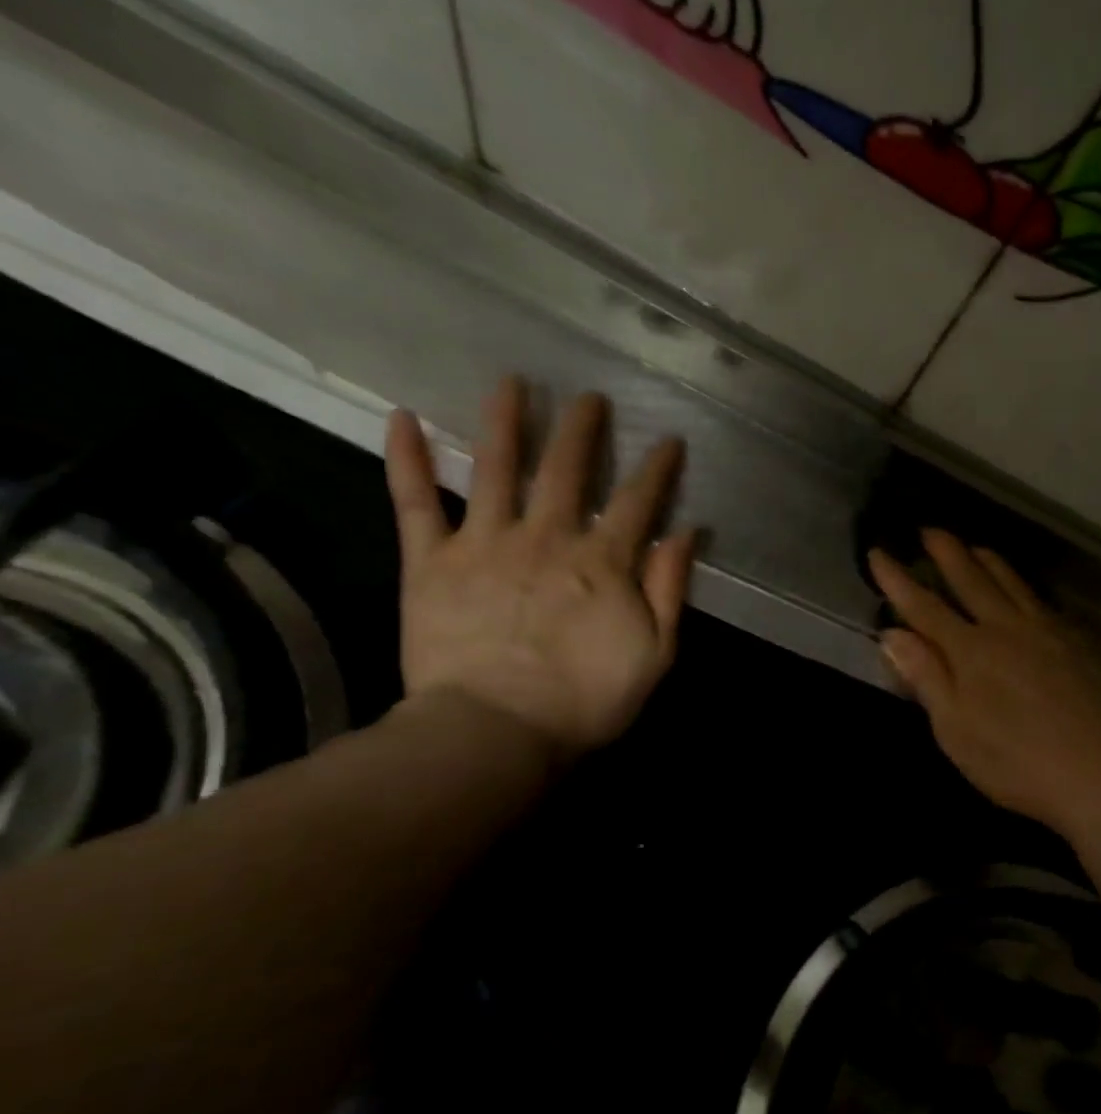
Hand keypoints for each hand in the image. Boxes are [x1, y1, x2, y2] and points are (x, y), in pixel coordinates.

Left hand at [384, 378, 697, 766]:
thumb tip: (684, 533)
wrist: (494, 731)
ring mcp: (485, 544)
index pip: (639, 502)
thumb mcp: (655, 653)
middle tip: (590, 398)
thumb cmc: (585, 700)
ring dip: (506, 423)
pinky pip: (415, 502)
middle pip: (568, 471)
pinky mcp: (431, 561)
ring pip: (496, 469)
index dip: (658, 468)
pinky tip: (403, 418)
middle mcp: (547, 538)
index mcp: (604, 562)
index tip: (668, 439)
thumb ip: (670, 590)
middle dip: (583, 430)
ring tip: (513, 383)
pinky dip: (408, 459)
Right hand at [870, 531, 1100, 837]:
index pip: (924, 607)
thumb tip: (892, 633)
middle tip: (929, 529)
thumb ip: (926, 677)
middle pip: (971, 580)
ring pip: (1011, 583)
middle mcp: (1006, 628)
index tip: (878, 553)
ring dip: (987, 560)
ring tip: (974, 546)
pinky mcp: (1076, 643)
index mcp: (970, 651)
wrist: (1100, 771)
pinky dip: (1023, 584)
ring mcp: (1046, 632)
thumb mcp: (955, 730)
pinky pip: (1041, 600)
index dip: (898, 580)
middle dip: (946, 553)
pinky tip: (1024, 590)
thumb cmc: (1016, 762)